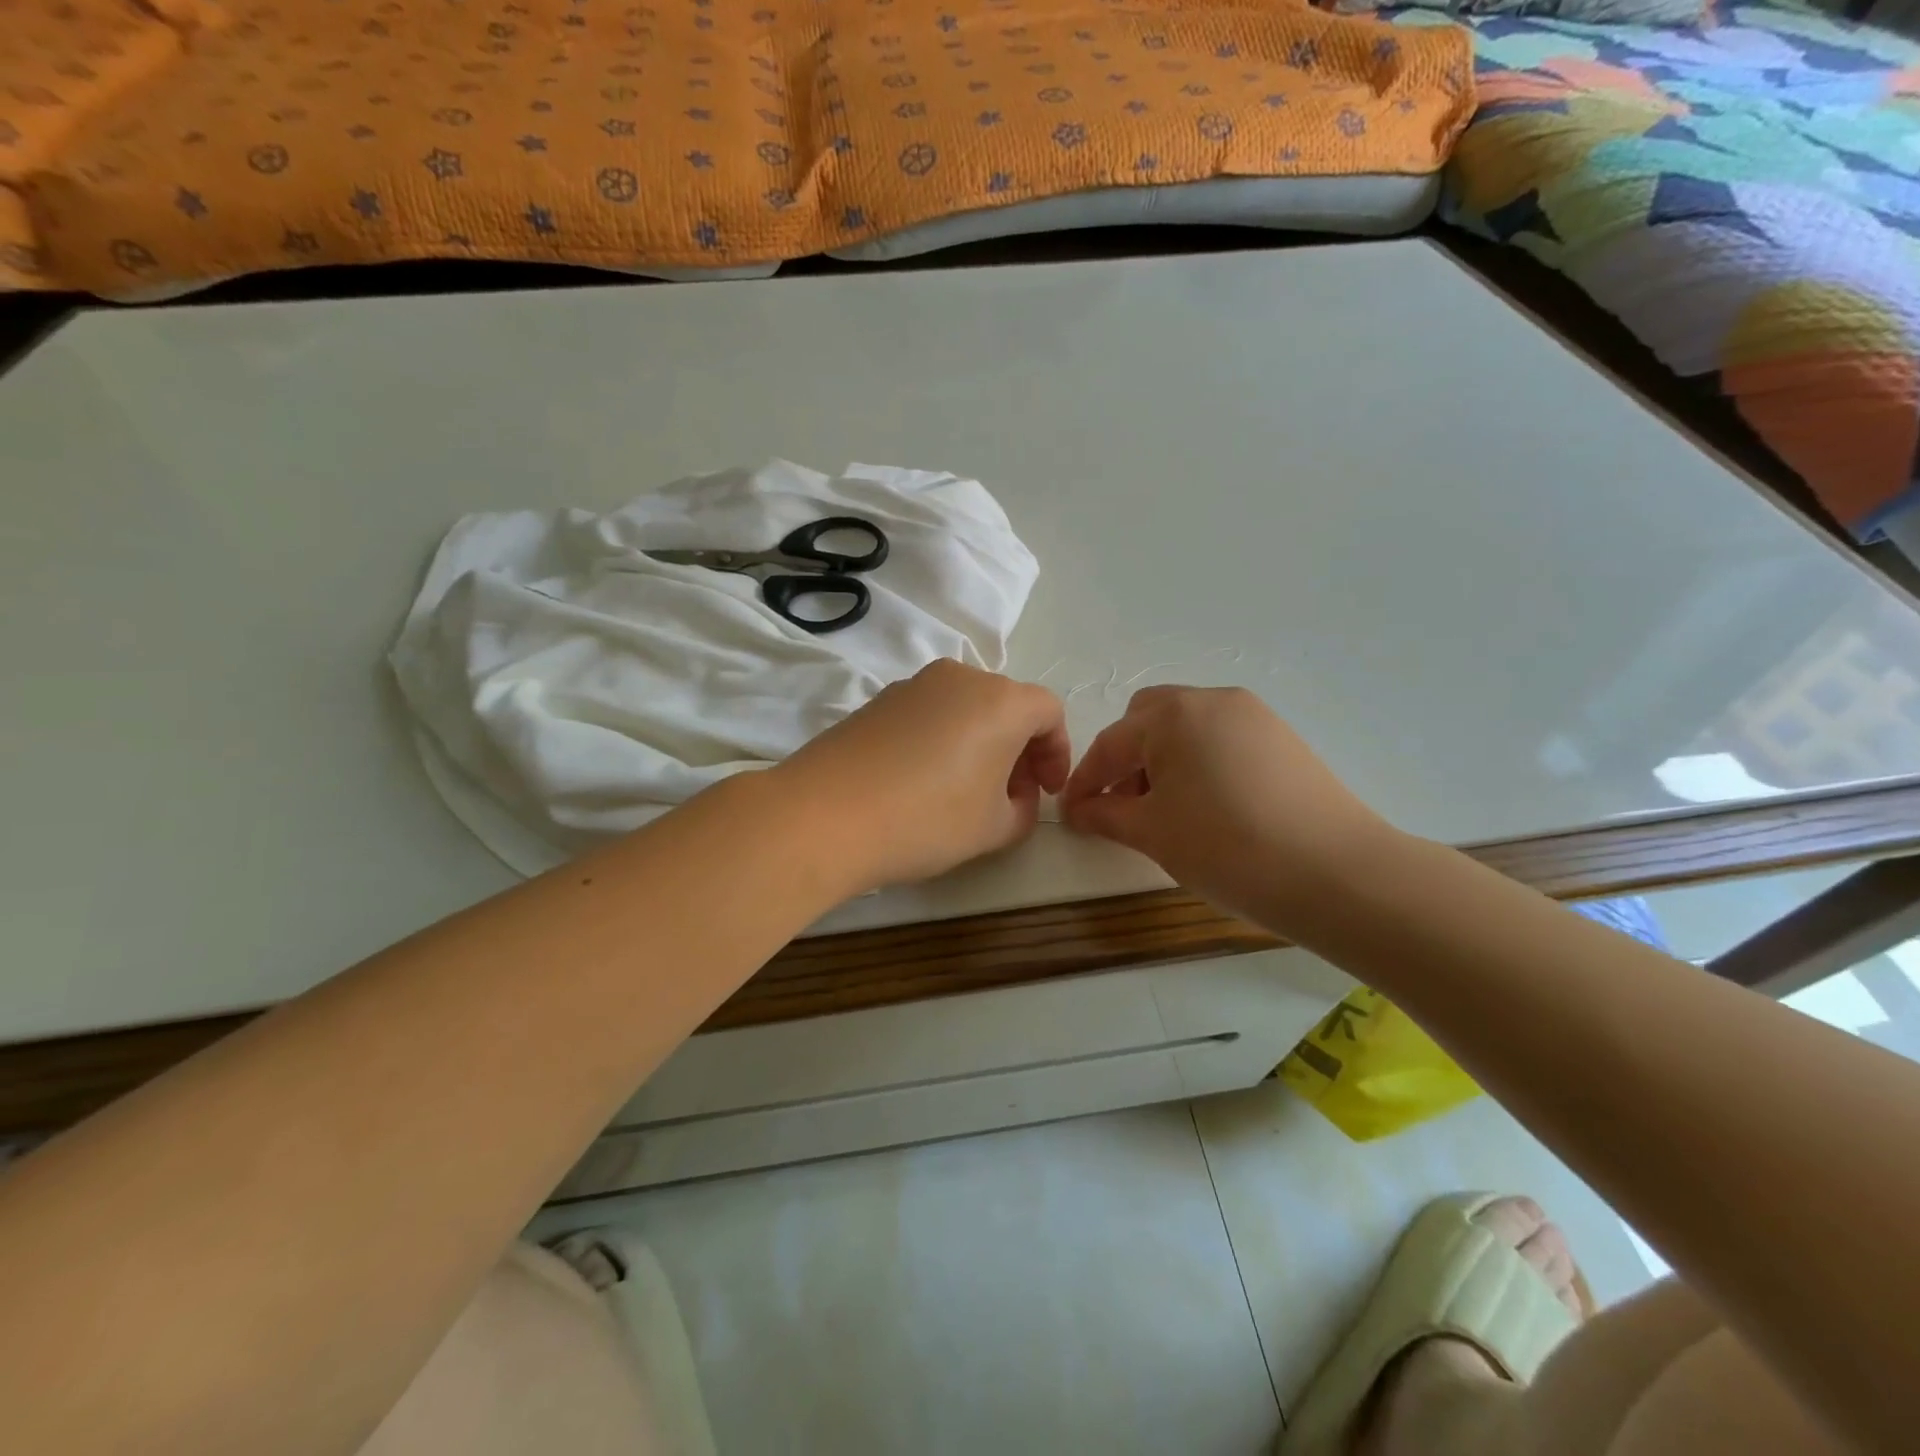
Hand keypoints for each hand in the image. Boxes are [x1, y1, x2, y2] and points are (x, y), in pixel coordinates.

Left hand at [775, 659, 1070, 892]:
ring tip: (967, 791)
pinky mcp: (877, 701)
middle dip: (1019, 749)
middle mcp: (959, 678)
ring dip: (980, 743)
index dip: (1057, 752)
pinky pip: (929, 714)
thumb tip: (1016, 796)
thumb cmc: (927, 819)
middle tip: (1012, 795)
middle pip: (1007, 705)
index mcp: (1000, 700)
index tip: (1047, 791)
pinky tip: (923, 782)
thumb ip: (1024, 810)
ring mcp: (913, 684)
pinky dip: (943, 740)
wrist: (824, 815)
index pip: (1049, 711)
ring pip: (966, 708)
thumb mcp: (994, 828)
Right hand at [1060, 686, 1391, 927]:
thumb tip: (1077, 810)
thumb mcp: (1152, 833)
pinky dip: (1199, 764)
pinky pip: (1221, 740)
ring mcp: (1253, 716)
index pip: (1111, 744)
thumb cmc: (1227, 847)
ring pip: (1187, 728)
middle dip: (1125, 759)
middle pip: (1148, 720)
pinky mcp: (1282, 738)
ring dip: (1162, 760)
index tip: (1070, 815)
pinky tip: (1208, 807)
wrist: (1337, 874)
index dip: (1084, 782)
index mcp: (1173, 715)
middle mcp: (1212, 700)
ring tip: (1166, 811)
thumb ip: (1104, 814)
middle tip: (1122, 806)